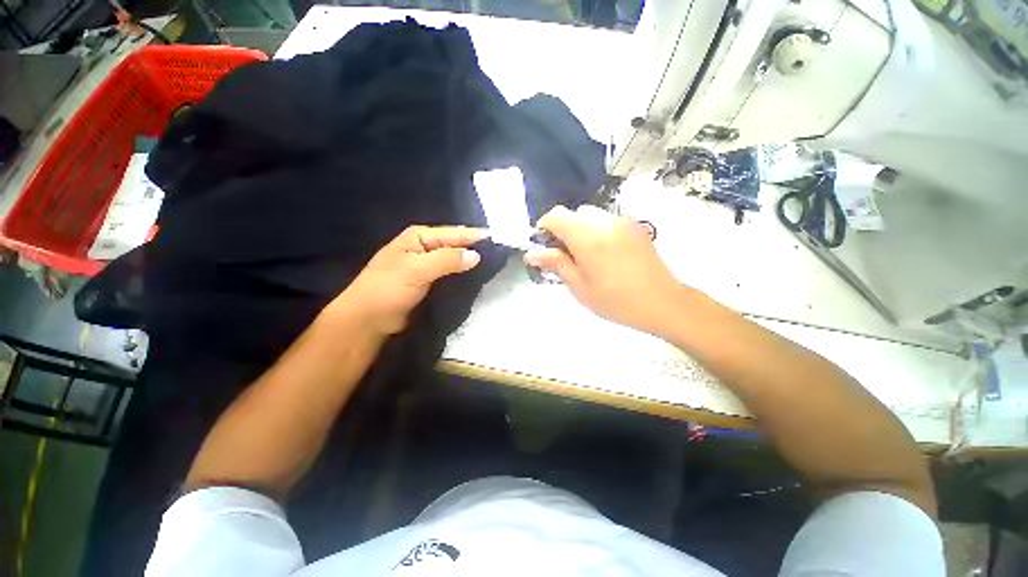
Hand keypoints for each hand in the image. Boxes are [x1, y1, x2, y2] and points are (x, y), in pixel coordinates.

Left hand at [331, 226, 486, 334]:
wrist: (368, 320)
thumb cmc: (387, 289)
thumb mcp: (416, 270)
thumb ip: (446, 260)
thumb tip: (476, 255)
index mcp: (419, 237)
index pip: (454, 233)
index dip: (476, 237)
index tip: (500, 241)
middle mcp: (425, 247)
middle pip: (456, 245)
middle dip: (476, 249)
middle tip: (502, 254)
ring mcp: (428, 265)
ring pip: (455, 260)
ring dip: (471, 263)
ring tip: (496, 265)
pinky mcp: (431, 281)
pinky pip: (452, 274)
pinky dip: (464, 275)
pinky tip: (478, 278)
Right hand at [525, 205, 686, 334]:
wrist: (663, 303)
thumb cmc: (615, 300)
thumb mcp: (579, 286)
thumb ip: (555, 263)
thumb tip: (531, 253)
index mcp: (588, 237)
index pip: (556, 215)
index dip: (544, 227)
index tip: (543, 246)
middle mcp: (605, 221)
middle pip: (574, 214)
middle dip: (563, 230)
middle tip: (565, 256)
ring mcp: (623, 222)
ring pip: (591, 216)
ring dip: (580, 230)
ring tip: (586, 257)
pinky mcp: (635, 226)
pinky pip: (607, 221)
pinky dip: (597, 231)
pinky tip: (604, 255)